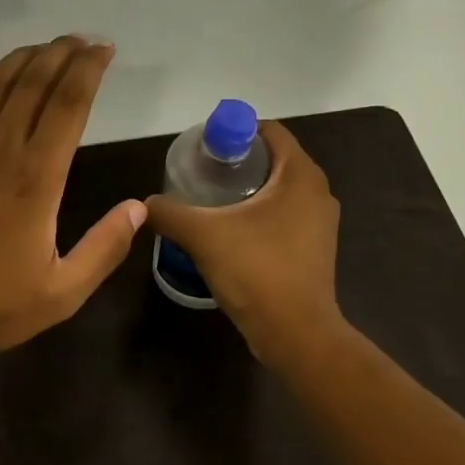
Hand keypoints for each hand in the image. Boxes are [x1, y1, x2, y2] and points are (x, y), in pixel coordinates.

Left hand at [0, 37, 145, 360]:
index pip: (68, 106)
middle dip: (61, 54)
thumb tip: (138, 209)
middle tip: (83, 40)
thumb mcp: (63, 292)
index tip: (104, 50)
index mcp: (37, 180)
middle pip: (33, 85)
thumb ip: (103, 248)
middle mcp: (1, 154)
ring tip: (45, 46)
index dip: (88, 71)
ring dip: (22, 60)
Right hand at [145, 120, 345, 365]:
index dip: (233, 132)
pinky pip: (284, 217)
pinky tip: (230, 233)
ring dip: (247, 191)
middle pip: (273, 160)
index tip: (203, 148)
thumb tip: (144, 204)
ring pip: (279, 191)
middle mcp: (318, 192)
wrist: (295, 332)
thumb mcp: (202, 235)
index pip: (269, 132)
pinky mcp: (315, 249)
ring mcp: (320, 223)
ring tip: (209, 203)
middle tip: (200, 174)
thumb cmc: (255, 270)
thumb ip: (169, 212)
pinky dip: (259, 216)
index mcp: (300, 175)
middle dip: (236, 162)